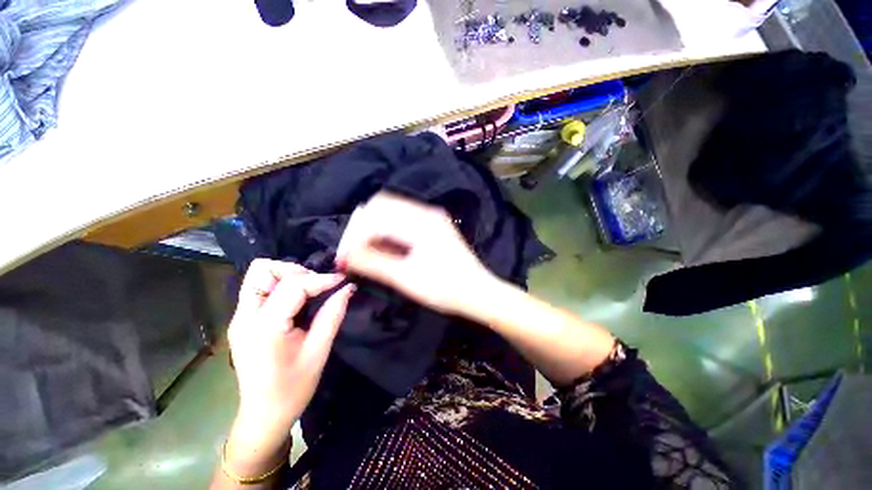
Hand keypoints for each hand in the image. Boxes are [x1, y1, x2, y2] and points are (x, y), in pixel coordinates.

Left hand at [226, 259, 353, 460]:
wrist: (264, 415)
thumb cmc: (293, 388)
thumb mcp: (319, 351)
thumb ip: (332, 315)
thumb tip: (348, 288)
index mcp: (265, 328)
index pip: (293, 286)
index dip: (321, 279)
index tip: (343, 280)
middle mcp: (245, 317)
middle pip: (263, 270)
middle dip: (296, 271)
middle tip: (318, 286)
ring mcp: (239, 318)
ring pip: (258, 276)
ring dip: (287, 276)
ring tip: (309, 291)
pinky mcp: (242, 321)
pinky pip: (259, 289)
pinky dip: (281, 286)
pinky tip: (298, 300)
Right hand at [335, 192, 495, 315]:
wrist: (479, 292)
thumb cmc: (445, 288)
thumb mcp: (406, 278)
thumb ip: (373, 263)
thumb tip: (344, 255)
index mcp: (420, 221)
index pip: (375, 215)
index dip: (354, 235)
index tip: (344, 258)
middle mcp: (425, 212)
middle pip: (382, 207)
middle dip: (362, 228)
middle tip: (352, 253)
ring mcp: (431, 217)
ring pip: (391, 212)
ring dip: (374, 229)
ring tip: (365, 253)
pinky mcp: (433, 226)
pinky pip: (402, 220)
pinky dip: (388, 232)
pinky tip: (383, 248)